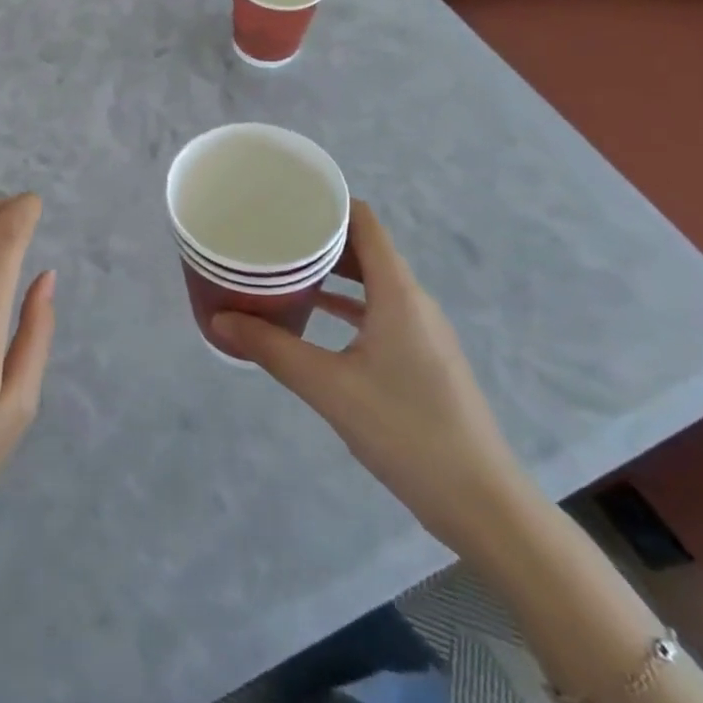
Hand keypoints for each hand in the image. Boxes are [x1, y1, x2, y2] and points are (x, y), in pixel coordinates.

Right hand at [212, 200, 527, 556]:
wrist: (483, 504)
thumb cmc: (406, 431)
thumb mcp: (329, 387)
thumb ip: (272, 348)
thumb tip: (220, 319)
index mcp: (397, 293)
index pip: (364, 222)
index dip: (328, 201)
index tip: (284, 197)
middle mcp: (413, 301)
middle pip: (365, 248)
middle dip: (319, 236)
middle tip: (271, 233)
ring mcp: (422, 331)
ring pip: (372, 281)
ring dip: (331, 272)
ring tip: (284, 268)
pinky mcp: (423, 357)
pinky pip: (380, 310)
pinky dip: (347, 303)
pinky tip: (314, 316)